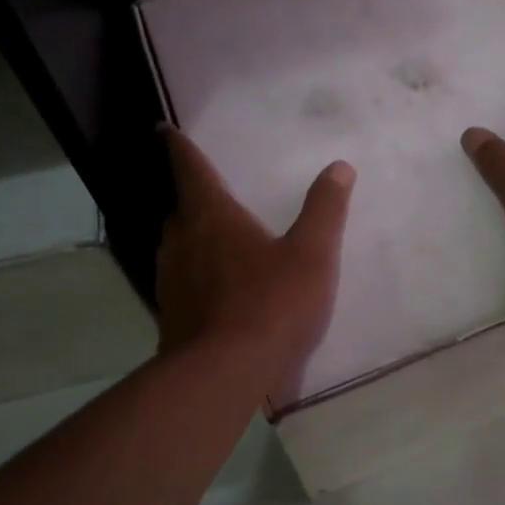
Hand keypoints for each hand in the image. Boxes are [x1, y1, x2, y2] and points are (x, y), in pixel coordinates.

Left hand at [155, 126, 354, 403]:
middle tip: (209, 190)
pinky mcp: (170, 313)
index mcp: (211, 216)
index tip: (164, 131)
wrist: (223, 373)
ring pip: (177, 244)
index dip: (178, 147)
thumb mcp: (311, 254)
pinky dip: (195, 272)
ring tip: (215, 236)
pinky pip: (181, 279)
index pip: (190, 169)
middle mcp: (181, 240)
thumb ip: (324, 209)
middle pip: (181, 207)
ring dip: (193, 235)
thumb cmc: (271, 303)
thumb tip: (339, 167)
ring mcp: (170, 279)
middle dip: (192, 196)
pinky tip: (216, 288)